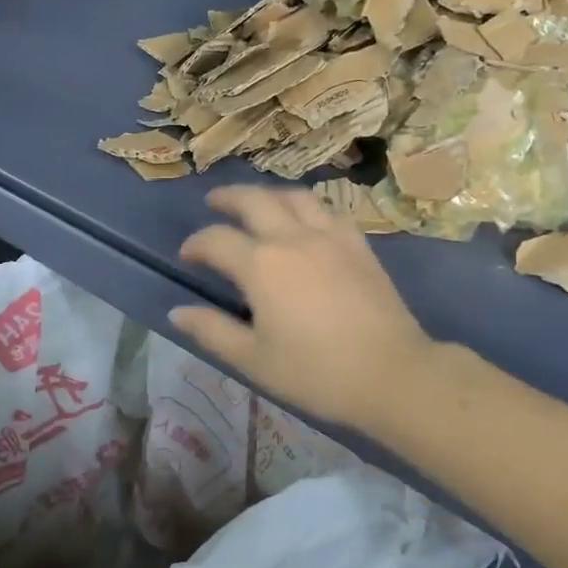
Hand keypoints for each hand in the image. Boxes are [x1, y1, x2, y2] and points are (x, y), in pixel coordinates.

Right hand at [171, 185, 433, 431]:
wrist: (390, 373)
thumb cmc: (315, 372)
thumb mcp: (254, 359)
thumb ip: (212, 331)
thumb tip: (178, 312)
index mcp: (261, 265)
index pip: (216, 240)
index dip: (196, 244)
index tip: (188, 256)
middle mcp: (293, 238)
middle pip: (254, 200)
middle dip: (227, 198)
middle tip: (213, 203)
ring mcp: (330, 236)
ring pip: (294, 197)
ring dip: (267, 193)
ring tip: (257, 201)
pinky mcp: (358, 244)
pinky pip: (327, 210)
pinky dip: (306, 206)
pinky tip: (305, 218)